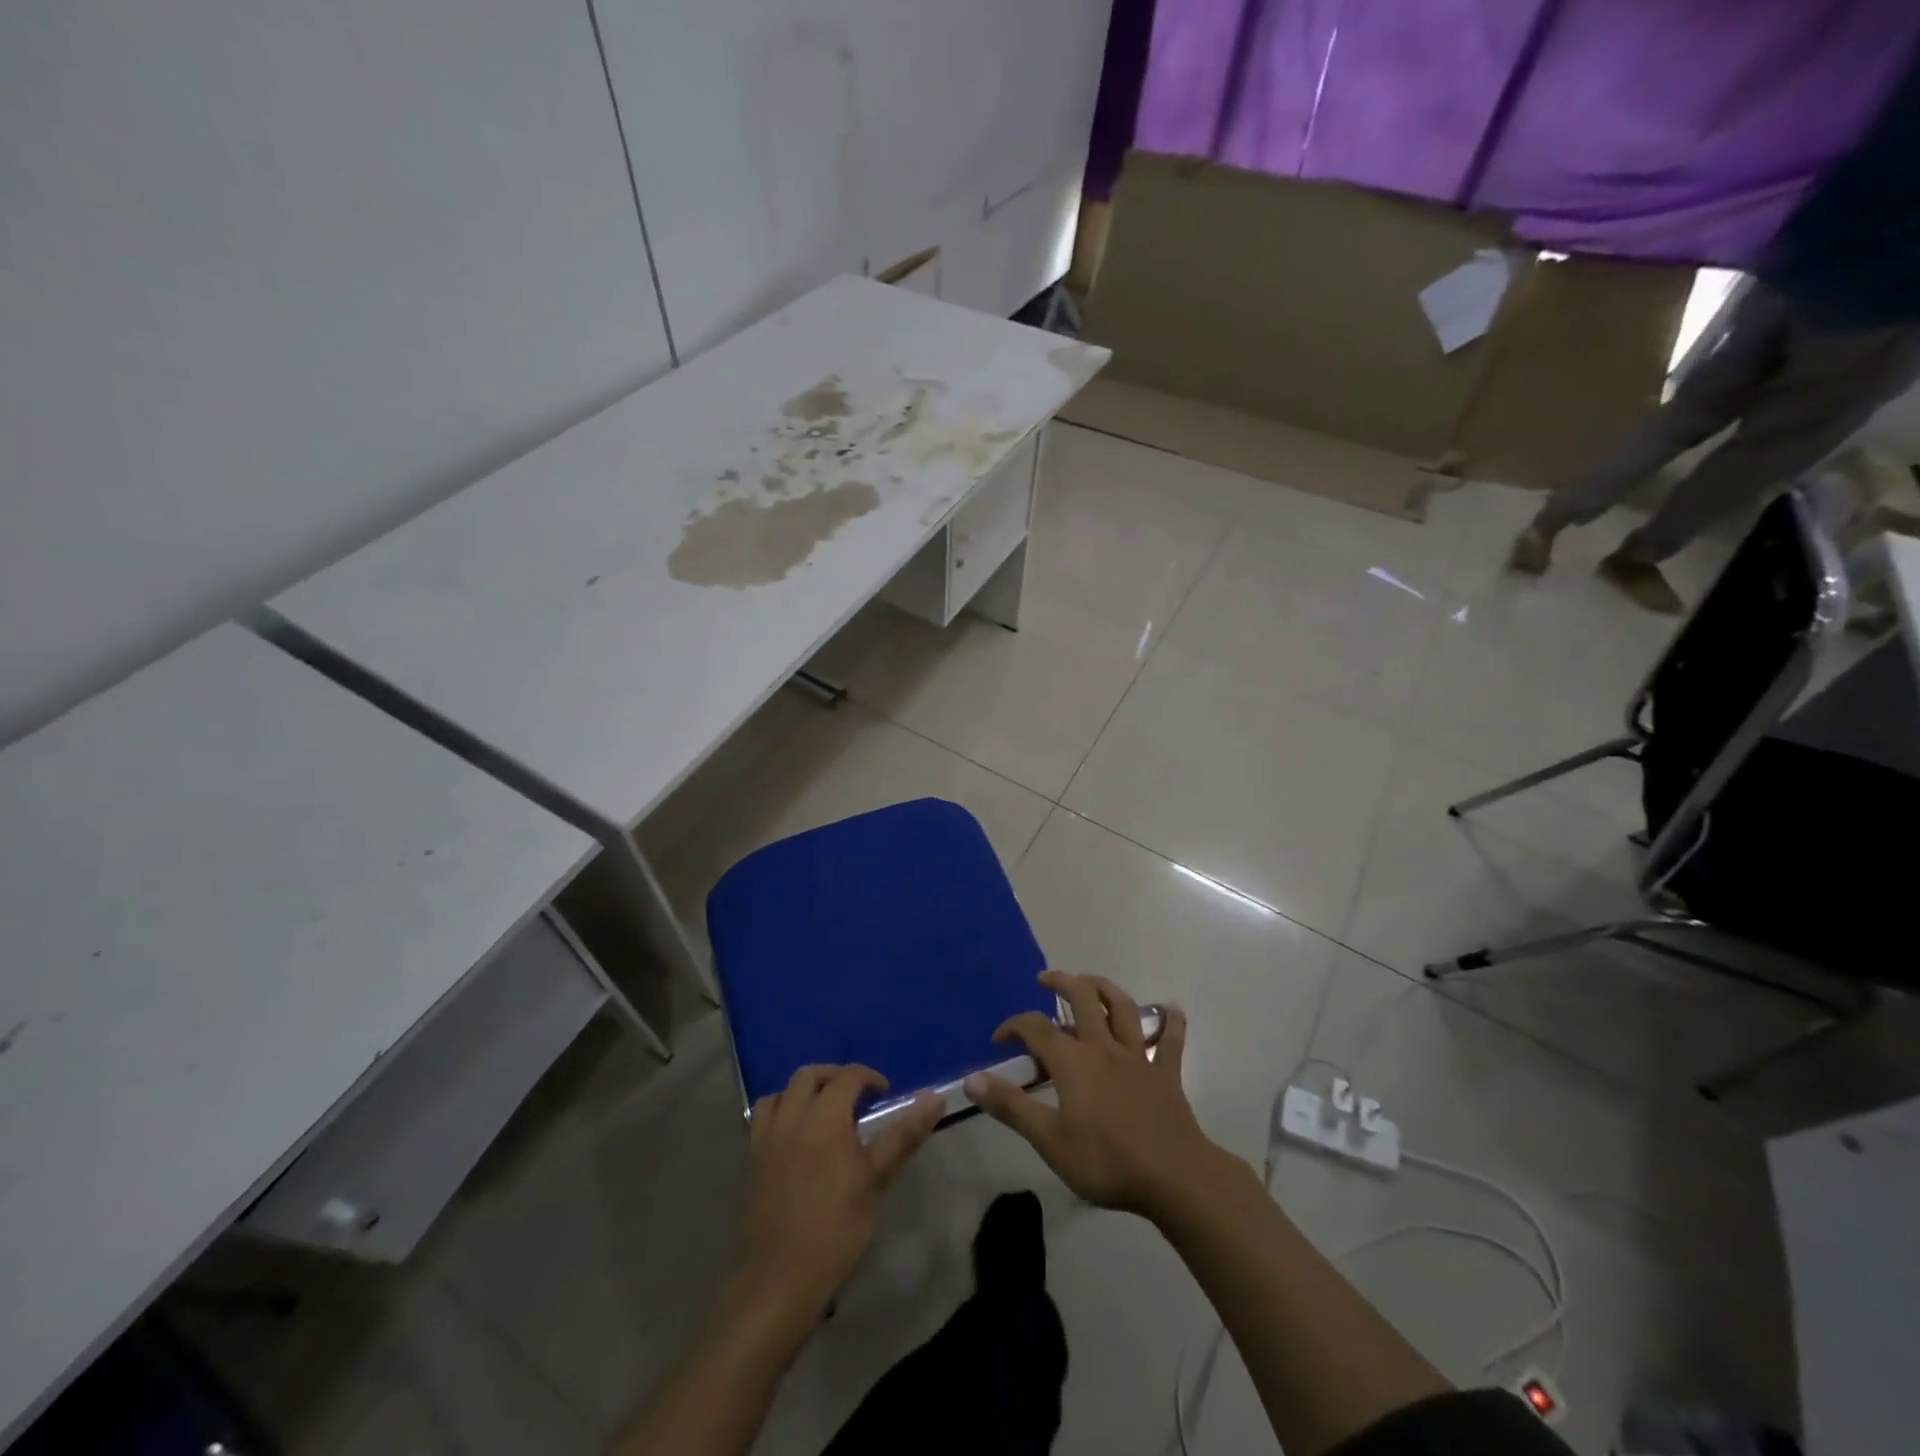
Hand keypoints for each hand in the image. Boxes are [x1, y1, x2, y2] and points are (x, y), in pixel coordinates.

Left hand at [734, 1065, 941, 1328]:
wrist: (778, 1279)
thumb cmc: (836, 1229)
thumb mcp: (875, 1180)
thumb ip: (903, 1135)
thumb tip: (936, 1098)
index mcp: (825, 1116)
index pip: (848, 1076)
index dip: (869, 1078)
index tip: (884, 1094)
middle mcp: (792, 1116)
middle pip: (810, 1075)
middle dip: (835, 1077)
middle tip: (855, 1098)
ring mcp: (766, 1137)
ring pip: (782, 1092)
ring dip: (804, 1092)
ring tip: (823, 1113)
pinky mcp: (750, 1159)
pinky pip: (763, 1118)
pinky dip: (782, 1112)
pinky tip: (796, 1139)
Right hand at [964, 971, 1219, 1217]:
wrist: (1173, 1177)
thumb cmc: (1106, 1161)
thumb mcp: (1049, 1140)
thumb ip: (1011, 1106)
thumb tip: (972, 1079)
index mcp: (1073, 1061)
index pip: (1036, 1028)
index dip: (1013, 1026)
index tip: (999, 1040)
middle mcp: (1104, 1047)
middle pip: (1083, 999)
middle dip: (1062, 982)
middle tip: (1046, 979)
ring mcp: (1138, 1057)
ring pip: (1122, 1008)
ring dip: (1105, 988)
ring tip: (1090, 981)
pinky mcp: (1166, 1074)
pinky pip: (1170, 1041)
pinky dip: (1171, 1022)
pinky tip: (1172, 1009)